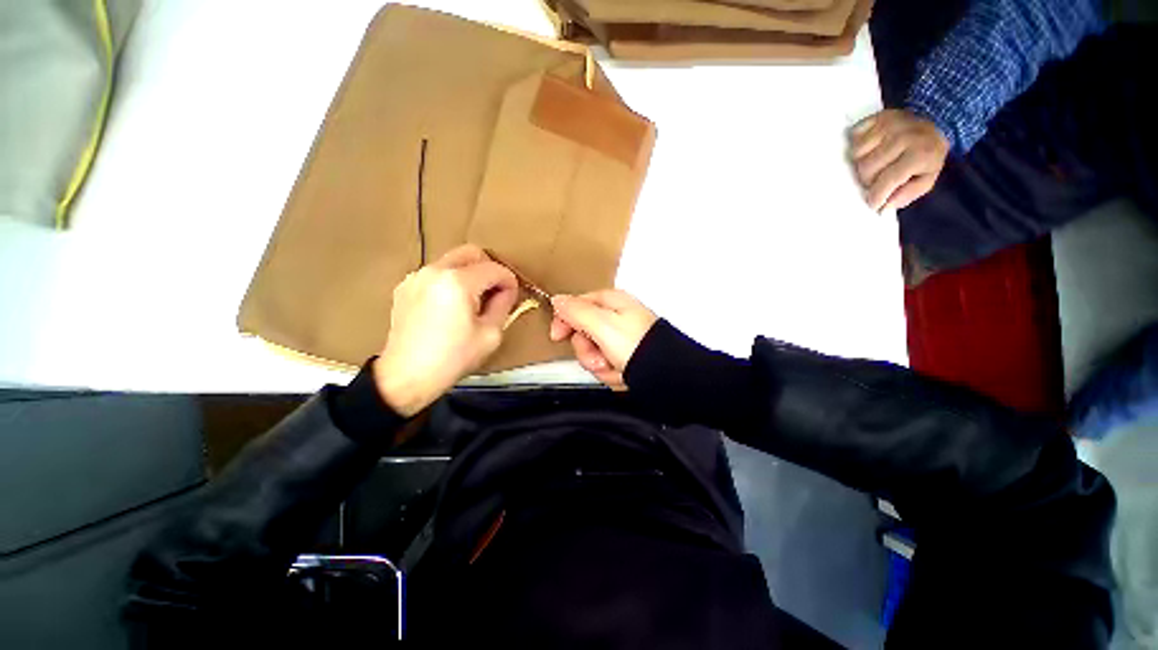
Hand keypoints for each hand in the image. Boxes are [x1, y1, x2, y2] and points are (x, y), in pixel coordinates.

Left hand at [374, 245, 517, 416]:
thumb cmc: (453, 358)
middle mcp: (435, 271)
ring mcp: (416, 277)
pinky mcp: (405, 287)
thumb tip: (506, 291)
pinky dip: (449, 282)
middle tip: (493, 292)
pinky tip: (449, 306)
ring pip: (452, 261)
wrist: (406, 376)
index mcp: (458, 282)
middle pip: (472, 252)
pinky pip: (436, 274)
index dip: (509, 281)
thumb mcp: (490, 334)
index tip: (512, 296)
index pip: (494, 268)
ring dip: (469, 274)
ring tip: (471, 302)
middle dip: (489, 269)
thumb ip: (503, 305)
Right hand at [549, 290, 657, 390]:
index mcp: (611, 302)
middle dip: (588, 352)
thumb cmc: (637, 346)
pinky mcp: (626, 356)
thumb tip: (558, 300)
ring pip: (593, 352)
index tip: (558, 336)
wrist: (665, 375)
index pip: (576, 305)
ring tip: (615, 367)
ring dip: (600, 365)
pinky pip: (606, 364)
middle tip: (600, 357)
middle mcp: (616, 318)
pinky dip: (611, 372)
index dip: (564, 321)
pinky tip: (622, 373)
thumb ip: (576, 311)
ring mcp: (621, 338)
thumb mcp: (602, 324)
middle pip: (583, 333)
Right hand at [850, 109, 949, 212]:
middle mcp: (902, 137)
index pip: (889, 179)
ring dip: (860, 163)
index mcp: (919, 154)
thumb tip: (884, 207)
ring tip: (871, 164)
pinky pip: (854, 136)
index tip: (873, 203)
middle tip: (874, 180)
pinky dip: (857, 146)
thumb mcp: (927, 179)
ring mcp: (888, 125)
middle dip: (867, 179)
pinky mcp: (877, 117)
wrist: (937, 122)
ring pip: (856, 153)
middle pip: (866, 167)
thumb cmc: (928, 156)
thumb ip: (907, 195)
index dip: (877, 195)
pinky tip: (868, 149)